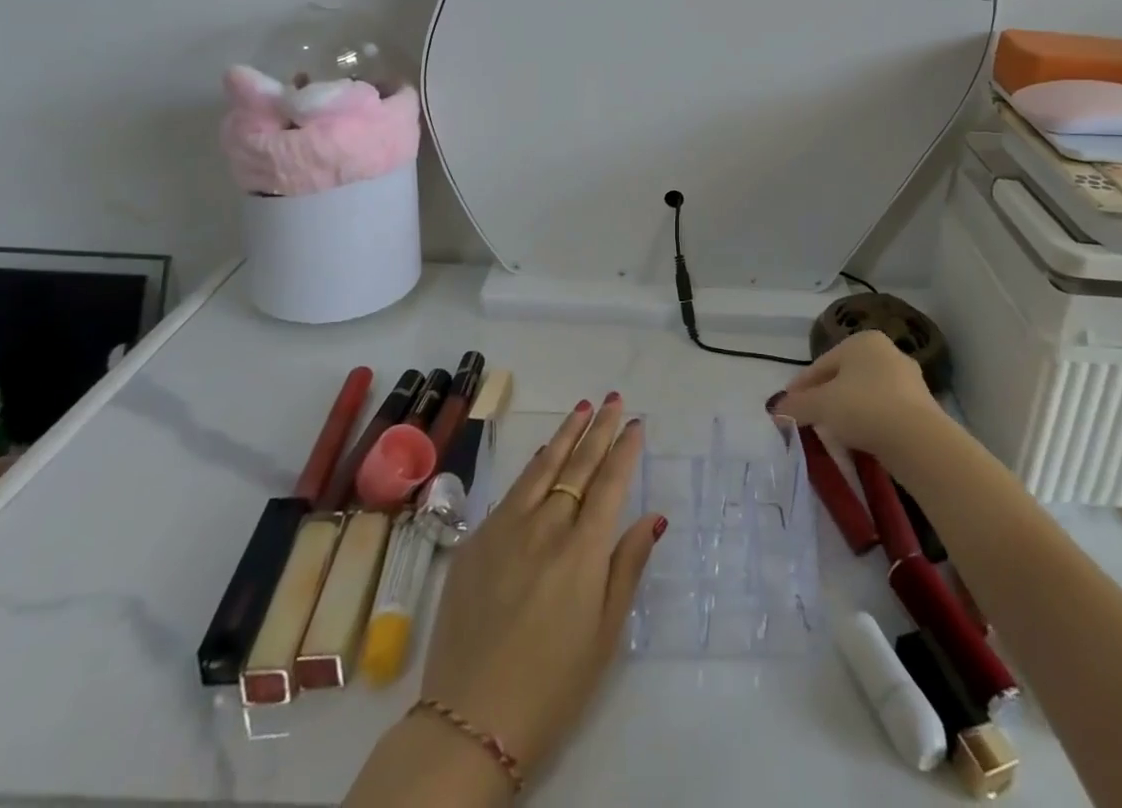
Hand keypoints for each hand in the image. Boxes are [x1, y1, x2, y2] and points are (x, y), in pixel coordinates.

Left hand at [418, 396, 663, 776]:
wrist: (469, 720)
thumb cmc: (553, 686)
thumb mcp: (605, 635)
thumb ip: (627, 568)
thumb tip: (652, 518)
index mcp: (583, 551)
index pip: (610, 483)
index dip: (625, 450)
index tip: (636, 423)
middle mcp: (546, 527)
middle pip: (578, 465)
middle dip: (600, 429)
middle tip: (614, 400)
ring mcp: (506, 529)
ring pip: (542, 467)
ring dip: (565, 434)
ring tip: (582, 407)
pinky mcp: (476, 541)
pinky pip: (512, 491)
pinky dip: (532, 467)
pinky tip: (541, 454)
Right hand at [769, 331, 942, 458]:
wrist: (918, 440)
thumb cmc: (864, 408)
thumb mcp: (821, 405)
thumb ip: (796, 405)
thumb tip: (776, 409)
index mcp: (862, 341)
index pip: (821, 364)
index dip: (801, 386)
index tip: (787, 406)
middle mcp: (887, 352)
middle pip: (844, 378)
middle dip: (824, 399)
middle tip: (808, 419)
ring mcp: (908, 379)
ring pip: (864, 395)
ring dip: (846, 412)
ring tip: (831, 434)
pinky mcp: (921, 406)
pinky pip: (883, 412)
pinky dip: (867, 423)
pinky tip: (857, 441)